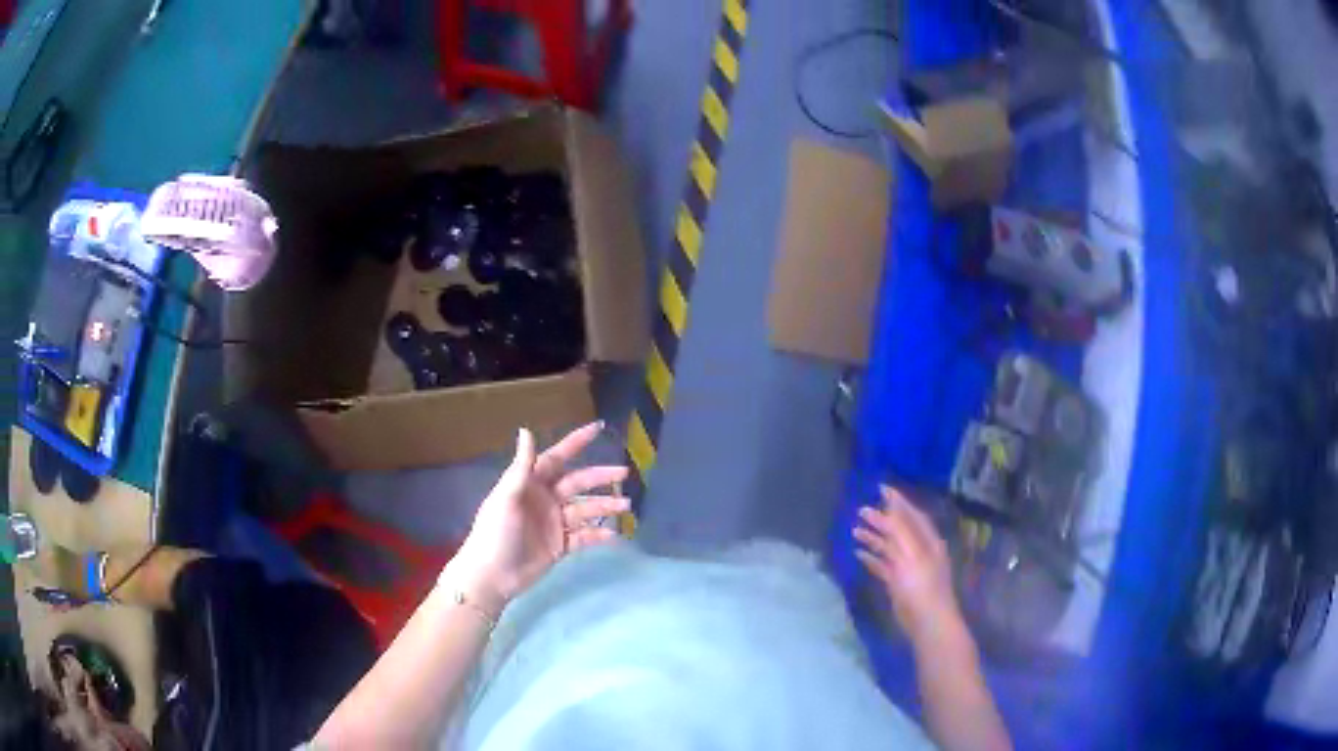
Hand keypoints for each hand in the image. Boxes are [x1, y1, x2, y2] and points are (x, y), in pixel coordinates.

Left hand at [451, 423, 629, 613]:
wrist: (492, 575)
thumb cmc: (495, 532)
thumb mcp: (507, 497)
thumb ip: (521, 467)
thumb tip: (526, 429)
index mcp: (531, 484)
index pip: (558, 457)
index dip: (576, 442)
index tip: (598, 428)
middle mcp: (545, 499)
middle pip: (578, 482)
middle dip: (601, 476)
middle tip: (624, 472)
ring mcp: (554, 523)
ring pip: (585, 509)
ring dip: (605, 506)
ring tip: (626, 505)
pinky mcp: (559, 546)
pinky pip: (584, 536)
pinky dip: (599, 535)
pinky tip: (614, 535)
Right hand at [854, 486, 962, 644]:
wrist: (926, 620)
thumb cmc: (921, 584)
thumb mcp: (911, 554)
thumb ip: (900, 530)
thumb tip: (888, 507)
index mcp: (927, 540)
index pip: (912, 514)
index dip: (897, 501)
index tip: (880, 488)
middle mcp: (918, 550)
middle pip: (898, 530)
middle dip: (881, 519)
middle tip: (861, 511)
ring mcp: (908, 567)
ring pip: (889, 547)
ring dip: (874, 538)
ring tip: (855, 530)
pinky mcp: (898, 583)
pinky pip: (883, 565)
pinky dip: (871, 558)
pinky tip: (858, 553)